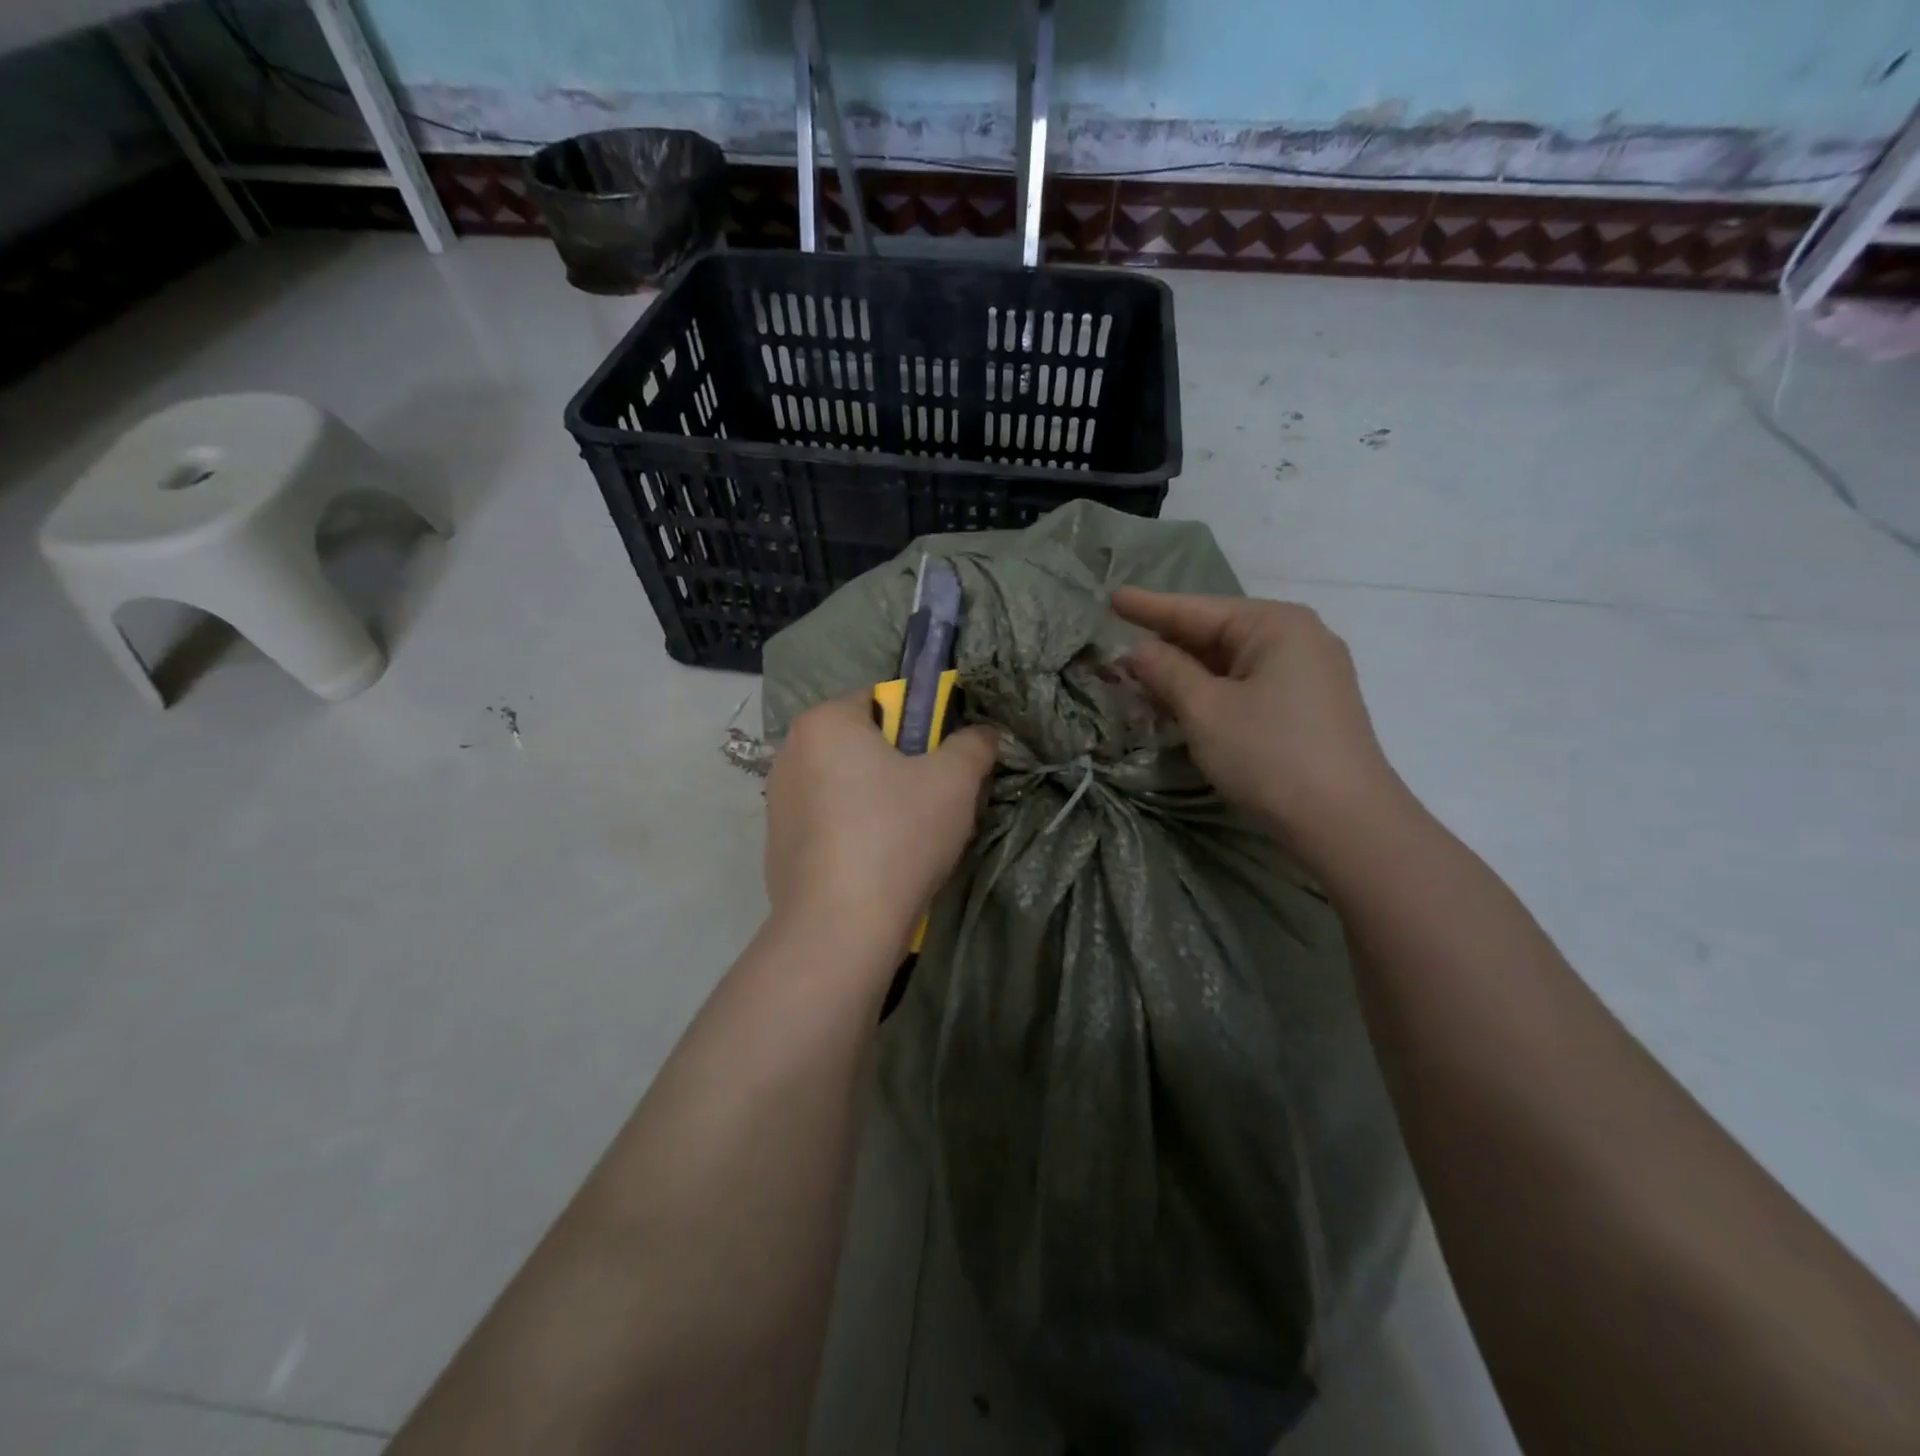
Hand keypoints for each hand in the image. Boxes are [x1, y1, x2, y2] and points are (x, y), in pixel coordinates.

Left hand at [765, 694, 998, 961]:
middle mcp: (791, 752)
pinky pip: (829, 823)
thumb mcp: (955, 782)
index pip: (883, 700)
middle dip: (900, 766)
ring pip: (846, 785)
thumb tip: (984, 733)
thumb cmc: (897, 836)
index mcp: (825, 722)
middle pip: (863, 744)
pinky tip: (876, 865)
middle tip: (933, 802)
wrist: (839, 928)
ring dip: (878, 800)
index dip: (921, 726)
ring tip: (908, 839)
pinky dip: (853, 832)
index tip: (942, 763)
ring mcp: (778, 801)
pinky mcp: (778, 845)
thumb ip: (974, 745)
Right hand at [1112, 587, 1405, 859]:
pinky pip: (1248, 687)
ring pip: (1230, 665)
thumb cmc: (1269, 754)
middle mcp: (1297, 638)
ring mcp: (1309, 674)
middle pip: (1216, 635)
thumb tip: (1138, 649)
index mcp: (1275, 625)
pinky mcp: (1309, 708)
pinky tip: (1182, 706)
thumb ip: (1167, 671)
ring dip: (1185, 676)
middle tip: (1118, 654)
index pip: (1197, 610)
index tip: (1112, 598)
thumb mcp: (1205, 710)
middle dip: (1166, 647)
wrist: (1346, 823)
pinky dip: (1212, 694)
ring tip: (1140, 683)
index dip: (1149, 607)